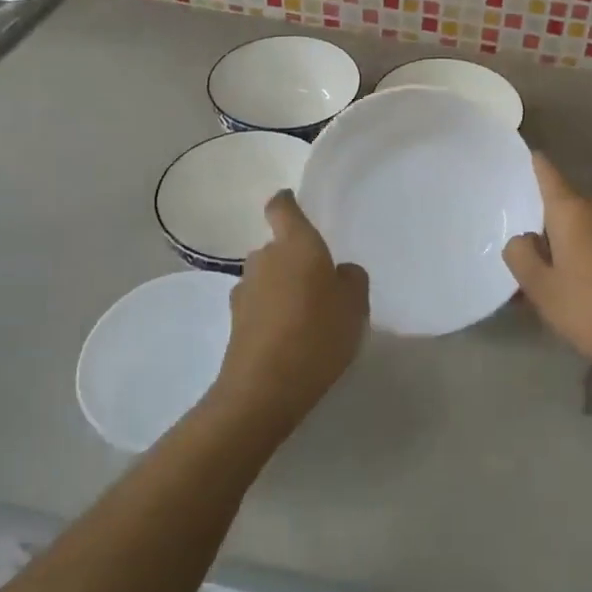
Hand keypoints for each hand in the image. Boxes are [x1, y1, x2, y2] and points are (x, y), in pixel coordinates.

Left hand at [210, 191, 368, 438]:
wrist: (265, 388)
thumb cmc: (318, 333)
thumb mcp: (355, 304)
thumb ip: (350, 278)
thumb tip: (337, 273)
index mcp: (296, 244)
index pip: (282, 207)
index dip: (287, 202)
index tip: (292, 203)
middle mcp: (265, 258)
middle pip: (278, 247)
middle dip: (294, 259)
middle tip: (320, 283)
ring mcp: (245, 290)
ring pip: (268, 277)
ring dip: (282, 287)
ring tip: (306, 316)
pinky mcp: (235, 321)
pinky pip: (259, 305)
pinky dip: (272, 313)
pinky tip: (289, 338)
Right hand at [503, 153, 591, 382]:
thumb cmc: (590, 309)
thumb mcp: (540, 288)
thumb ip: (521, 255)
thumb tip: (525, 238)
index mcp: (574, 210)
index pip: (548, 173)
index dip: (535, 164)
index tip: (527, 154)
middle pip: (566, 209)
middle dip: (550, 230)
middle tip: (534, 265)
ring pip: (587, 229)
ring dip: (572, 247)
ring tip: (559, 286)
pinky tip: (587, 292)